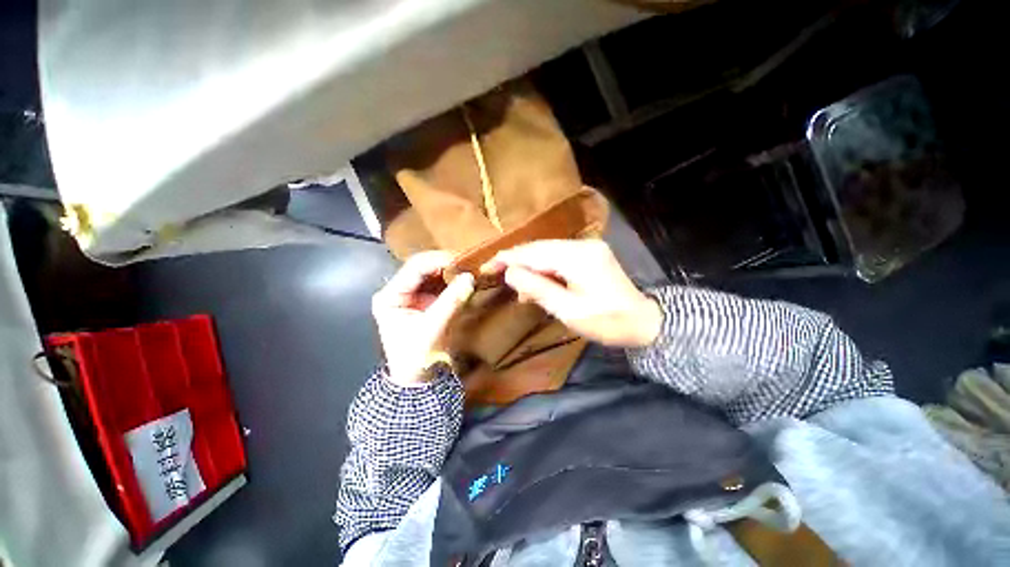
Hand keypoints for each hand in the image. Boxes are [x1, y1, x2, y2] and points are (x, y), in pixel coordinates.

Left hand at [372, 252, 474, 385]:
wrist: (418, 381)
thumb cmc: (418, 357)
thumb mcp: (433, 328)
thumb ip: (451, 301)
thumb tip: (470, 277)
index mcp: (390, 296)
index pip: (414, 268)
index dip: (439, 260)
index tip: (463, 261)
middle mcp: (398, 291)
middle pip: (423, 267)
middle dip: (446, 264)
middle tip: (470, 263)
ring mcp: (412, 295)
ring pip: (433, 273)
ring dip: (451, 271)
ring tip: (470, 269)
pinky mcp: (425, 301)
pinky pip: (440, 284)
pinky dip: (453, 281)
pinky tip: (465, 278)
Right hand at [485, 240, 661, 347]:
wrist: (644, 322)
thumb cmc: (607, 322)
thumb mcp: (568, 311)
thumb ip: (538, 289)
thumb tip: (510, 272)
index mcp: (578, 258)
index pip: (533, 253)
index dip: (507, 259)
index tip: (486, 267)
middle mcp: (582, 245)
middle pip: (539, 248)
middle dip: (516, 261)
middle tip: (496, 275)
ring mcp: (588, 247)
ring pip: (547, 252)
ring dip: (530, 267)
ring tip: (520, 289)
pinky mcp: (590, 254)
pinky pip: (558, 257)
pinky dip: (544, 269)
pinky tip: (538, 284)